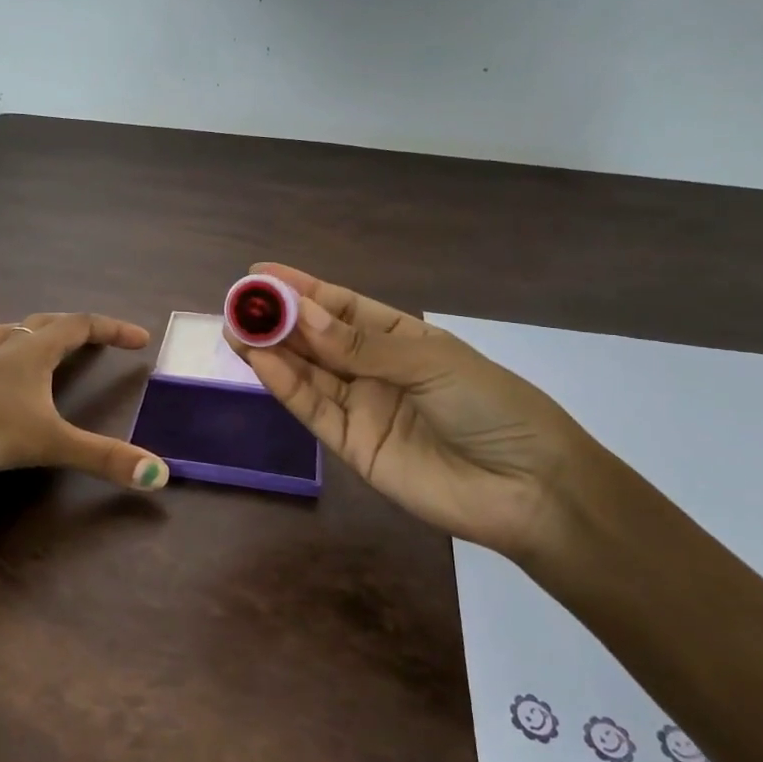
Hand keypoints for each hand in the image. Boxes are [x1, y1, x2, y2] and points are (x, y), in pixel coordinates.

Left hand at [0, 312, 170, 493]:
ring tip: (42, 350)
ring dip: (31, 338)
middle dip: (74, 328)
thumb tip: (160, 474)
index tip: (140, 339)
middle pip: (43, 324)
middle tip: (95, 340)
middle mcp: (2, 350)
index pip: (80, 326)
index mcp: (31, 353)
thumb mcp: (48, 442)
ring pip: (6, 337)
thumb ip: (102, 458)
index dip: (113, 329)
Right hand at [227, 264, 608, 559]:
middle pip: (316, 339)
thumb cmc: (490, 406)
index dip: (301, 288)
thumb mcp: (429, 363)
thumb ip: (360, 345)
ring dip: (272, 351)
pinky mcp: (351, 446)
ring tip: (234, 328)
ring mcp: (361, 407)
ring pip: (308, 373)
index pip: (341, 306)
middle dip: (277, 319)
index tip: (260, 273)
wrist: (527, 489)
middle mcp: (374, 368)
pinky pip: (313, 410)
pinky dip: (286, 387)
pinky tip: (261, 362)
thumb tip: (300, 314)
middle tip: (236, 303)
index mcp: (400, 337)